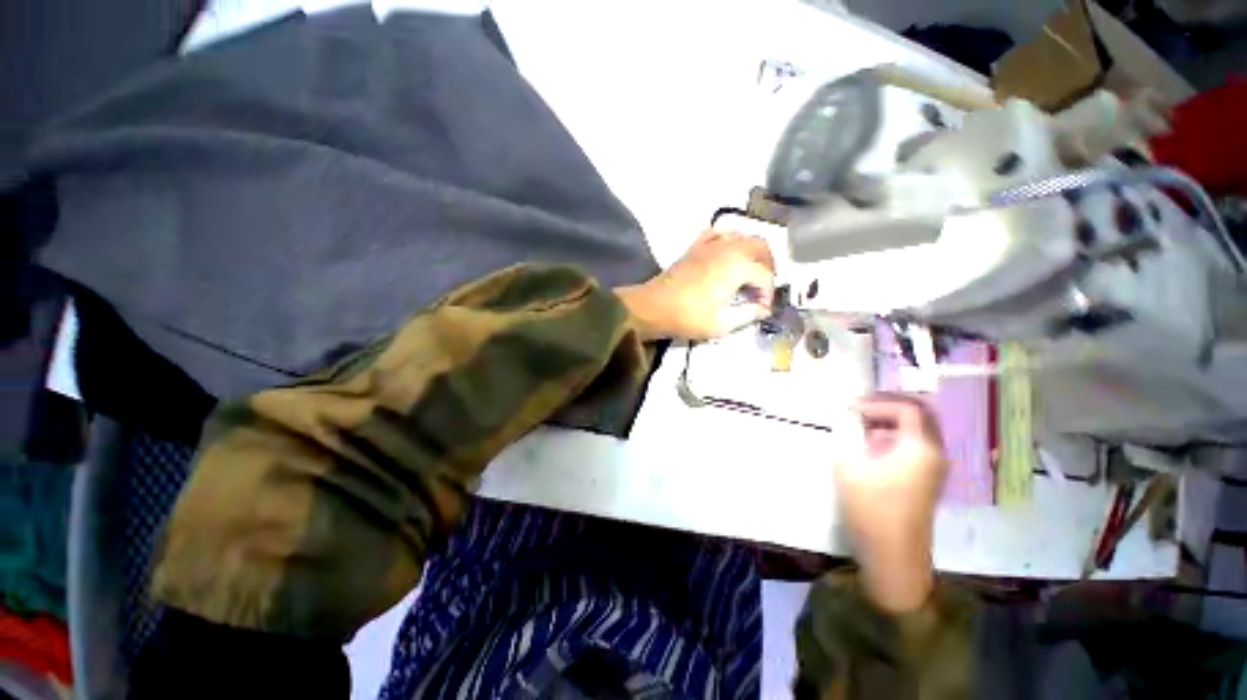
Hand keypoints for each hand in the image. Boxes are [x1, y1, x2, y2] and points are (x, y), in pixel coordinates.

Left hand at [616, 230, 775, 340]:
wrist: (653, 308)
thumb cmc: (688, 317)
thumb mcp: (722, 323)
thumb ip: (748, 314)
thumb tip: (764, 309)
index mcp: (738, 266)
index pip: (765, 276)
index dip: (768, 293)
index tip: (762, 309)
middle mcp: (728, 248)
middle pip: (760, 247)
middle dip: (768, 266)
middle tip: (763, 287)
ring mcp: (709, 244)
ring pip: (741, 236)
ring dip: (751, 251)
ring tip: (750, 270)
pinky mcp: (694, 247)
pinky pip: (716, 233)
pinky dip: (726, 240)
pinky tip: (726, 253)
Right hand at [832, 393, 946, 611]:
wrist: (893, 555)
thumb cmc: (871, 508)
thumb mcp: (849, 466)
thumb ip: (847, 437)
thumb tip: (847, 423)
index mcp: (920, 448)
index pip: (908, 408)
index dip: (879, 402)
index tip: (852, 409)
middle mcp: (934, 454)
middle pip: (921, 416)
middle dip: (889, 407)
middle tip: (861, 409)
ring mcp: (933, 469)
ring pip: (918, 431)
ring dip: (891, 422)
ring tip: (862, 426)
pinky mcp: (925, 482)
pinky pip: (915, 447)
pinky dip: (894, 438)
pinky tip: (871, 448)